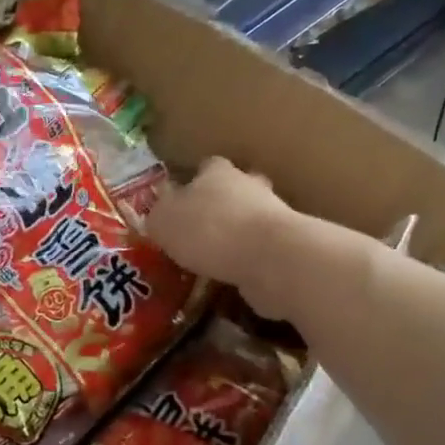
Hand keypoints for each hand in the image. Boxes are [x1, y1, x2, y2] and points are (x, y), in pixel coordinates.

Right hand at [146, 158, 304, 319]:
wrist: (269, 257)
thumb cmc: (208, 230)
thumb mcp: (163, 221)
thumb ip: (159, 216)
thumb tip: (160, 214)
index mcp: (217, 173)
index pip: (206, 166)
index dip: (194, 181)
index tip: (181, 199)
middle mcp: (249, 186)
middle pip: (234, 189)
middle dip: (219, 206)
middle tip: (198, 229)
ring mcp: (273, 216)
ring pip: (249, 220)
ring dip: (235, 235)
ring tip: (212, 259)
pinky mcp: (286, 245)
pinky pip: (260, 249)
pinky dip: (247, 260)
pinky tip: (230, 277)